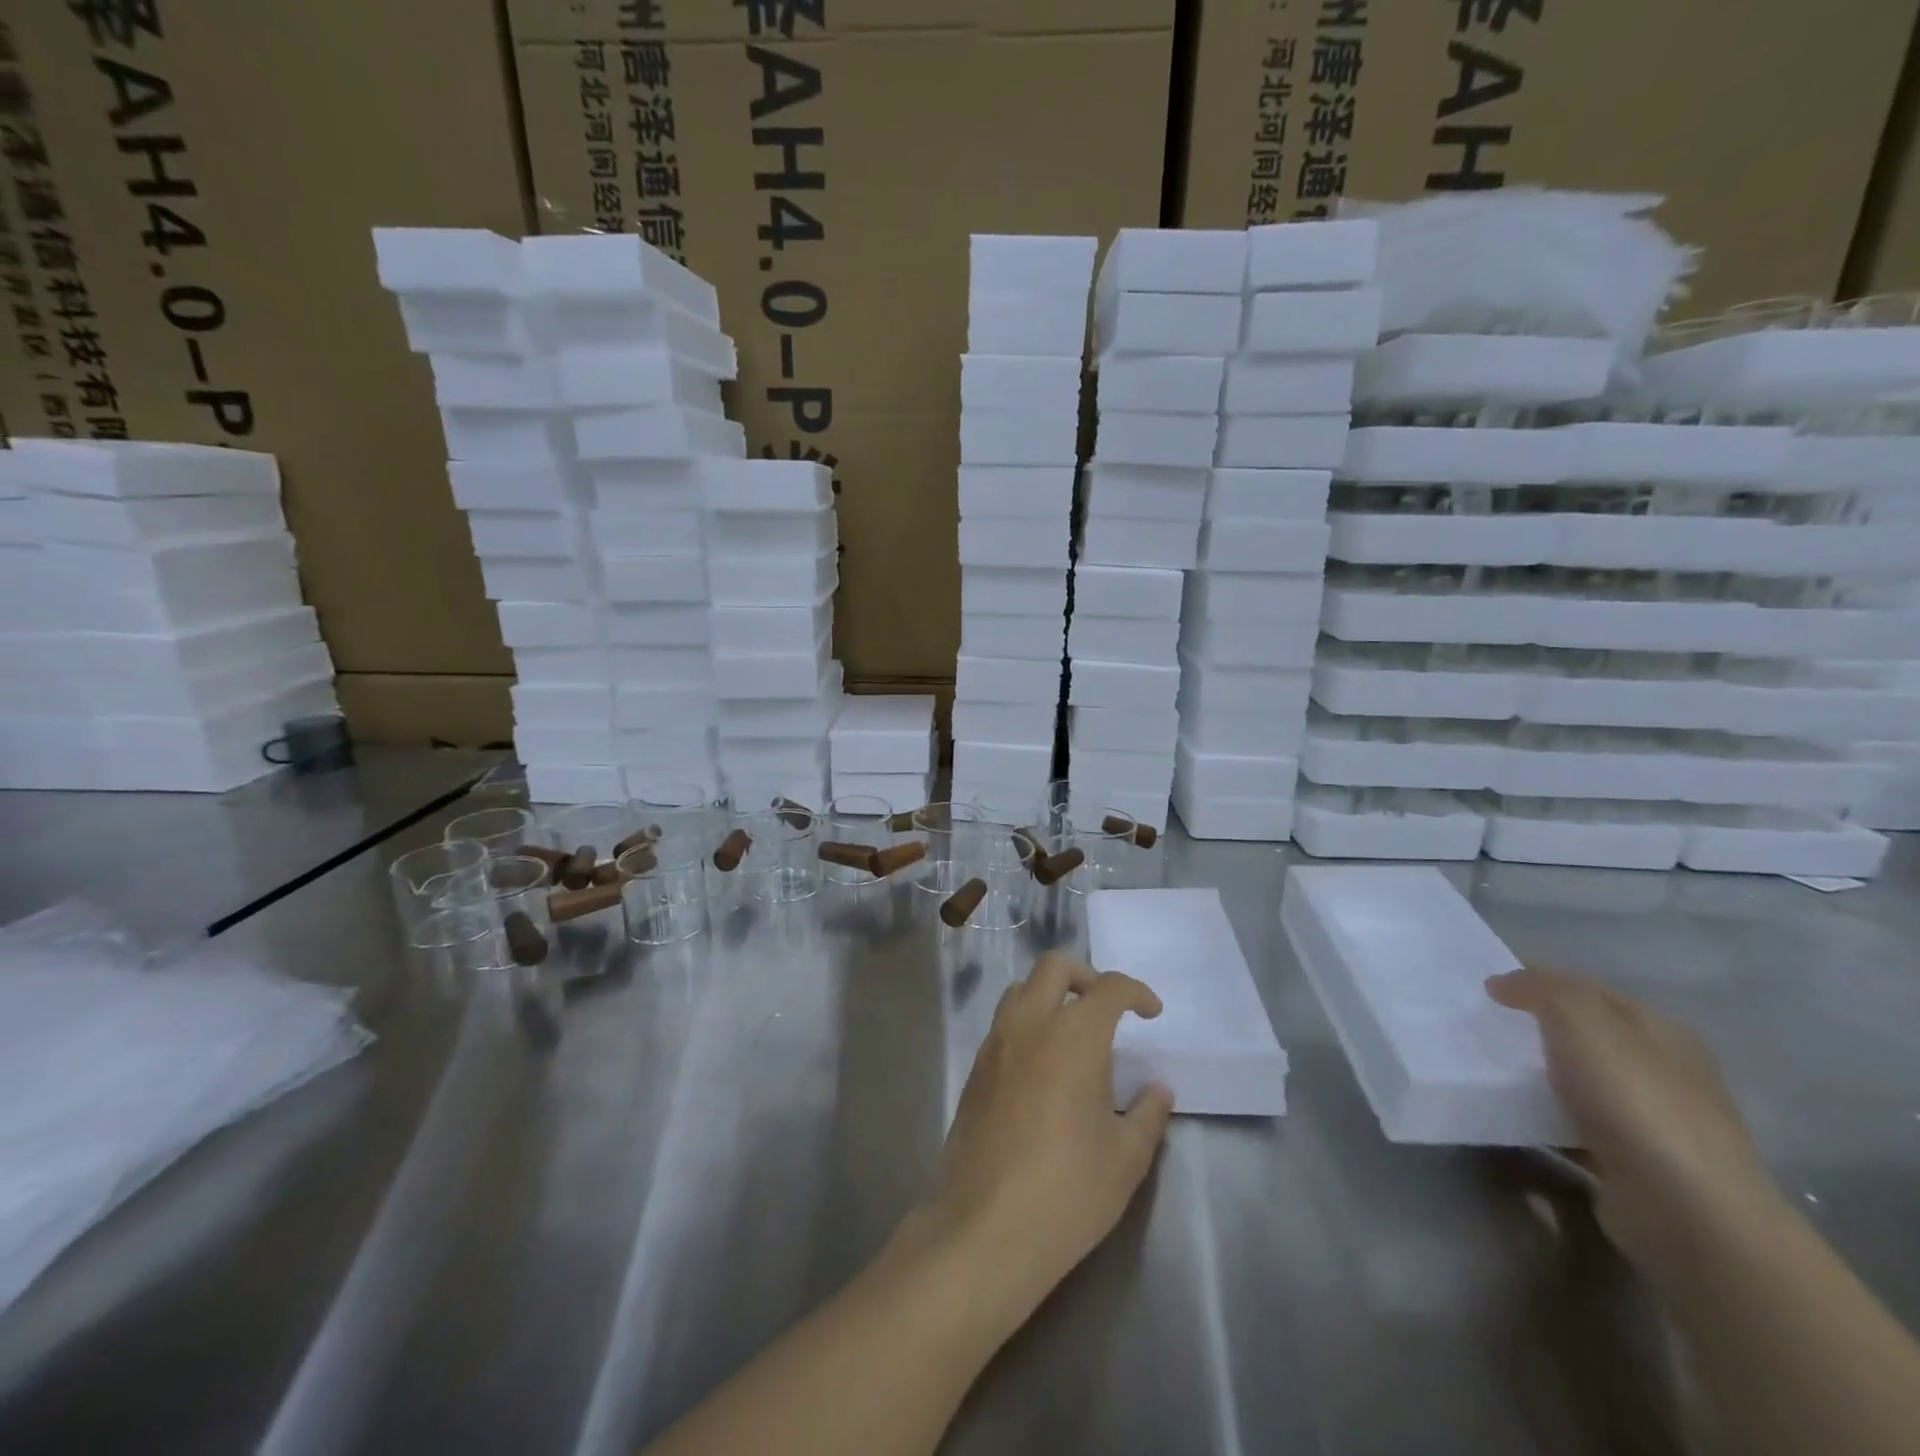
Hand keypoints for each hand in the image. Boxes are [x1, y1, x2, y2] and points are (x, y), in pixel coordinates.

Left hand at [932, 953, 1173, 1323]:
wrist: (986, 1227)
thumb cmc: (1068, 1190)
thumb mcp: (1125, 1158)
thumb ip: (1147, 1115)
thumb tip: (1157, 1090)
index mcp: (1074, 1035)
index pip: (1108, 988)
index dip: (1136, 992)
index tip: (1150, 1012)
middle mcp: (1030, 1025)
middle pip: (1054, 967)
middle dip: (1086, 975)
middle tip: (1107, 1009)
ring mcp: (996, 1044)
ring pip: (1021, 989)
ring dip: (1049, 995)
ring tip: (1072, 1033)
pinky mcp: (975, 1069)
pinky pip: (1002, 1023)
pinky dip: (1027, 1023)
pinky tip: (1042, 1067)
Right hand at [1488, 964, 1781, 1272]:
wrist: (1685, 1212)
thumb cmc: (1634, 1098)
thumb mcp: (1578, 1017)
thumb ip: (1538, 988)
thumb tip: (1502, 985)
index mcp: (1662, 1031)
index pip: (1590, 990)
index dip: (1539, 981)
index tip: (1486, 987)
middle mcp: (1666, 1073)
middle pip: (1587, 1038)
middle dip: (1537, 1030)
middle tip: (1481, 1028)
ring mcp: (1653, 1125)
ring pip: (1580, 1084)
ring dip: (1537, 1078)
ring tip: (1485, 1072)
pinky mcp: (1633, 1168)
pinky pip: (1573, 1129)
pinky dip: (1542, 1121)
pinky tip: (1510, 1119)